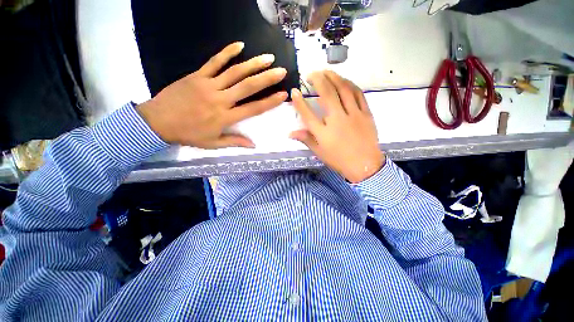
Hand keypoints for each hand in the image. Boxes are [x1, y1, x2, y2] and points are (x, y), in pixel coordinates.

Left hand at [137, 42, 287, 147]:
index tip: (282, 94)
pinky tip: (240, 45)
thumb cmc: (188, 134)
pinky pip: (214, 61)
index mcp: (225, 117)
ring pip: (234, 72)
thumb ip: (234, 142)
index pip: (253, 108)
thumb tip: (253, 145)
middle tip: (281, 71)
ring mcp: (208, 85)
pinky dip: (227, 52)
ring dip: (253, 64)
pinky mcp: (197, 75)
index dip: (269, 102)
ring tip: (268, 58)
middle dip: (266, 78)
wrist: (157, 121)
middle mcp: (220, 99)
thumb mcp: (213, 143)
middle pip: (247, 86)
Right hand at [290, 71, 384, 182]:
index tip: (295, 91)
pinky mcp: (366, 113)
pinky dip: (350, 84)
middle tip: (311, 74)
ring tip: (326, 71)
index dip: (299, 102)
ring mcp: (353, 115)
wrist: (365, 165)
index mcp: (324, 133)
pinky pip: (358, 94)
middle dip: (318, 80)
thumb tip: (290, 133)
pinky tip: (344, 80)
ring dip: (334, 77)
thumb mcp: (320, 152)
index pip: (308, 114)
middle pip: (327, 95)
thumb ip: (306, 139)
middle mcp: (337, 120)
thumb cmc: (339, 160)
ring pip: (344, 90)